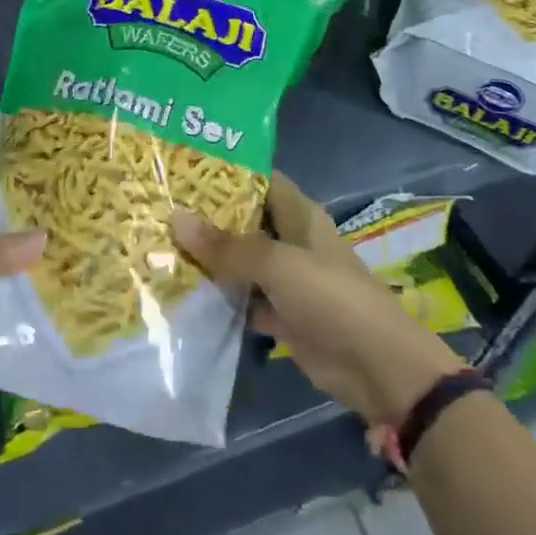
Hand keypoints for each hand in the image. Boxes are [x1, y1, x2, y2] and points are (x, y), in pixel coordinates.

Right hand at [172, 172, 464, 425]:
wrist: (377, 366)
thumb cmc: (331, 298)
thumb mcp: (277, 264)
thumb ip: (227, 246)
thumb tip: (175, 218)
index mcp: (299, 215)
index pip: (260, 180)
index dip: (226, 172)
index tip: (182, 168)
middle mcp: (290, 241)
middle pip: (245, 220)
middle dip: (207, 216)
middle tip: (158, 207)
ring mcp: (285, 279)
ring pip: (240, 261)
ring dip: (209, 258)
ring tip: (158, 245)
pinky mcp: (281, 314)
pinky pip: (242, 298)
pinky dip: (219, 298)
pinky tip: (181, 292)